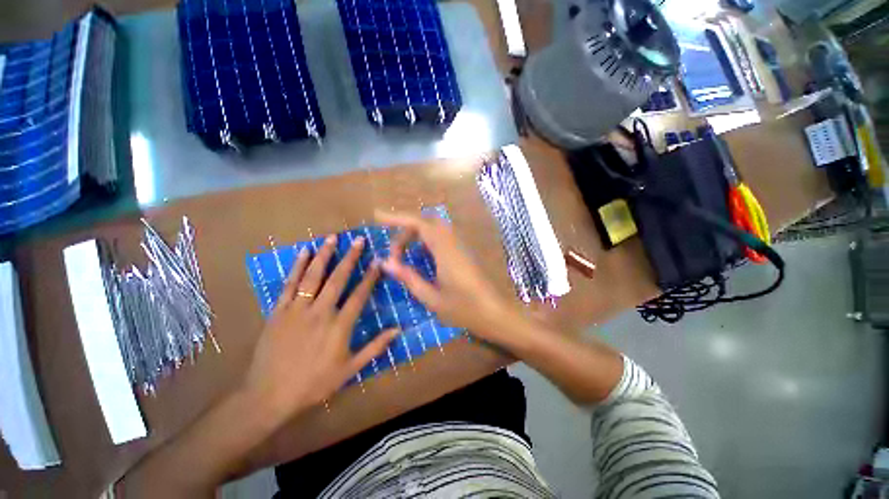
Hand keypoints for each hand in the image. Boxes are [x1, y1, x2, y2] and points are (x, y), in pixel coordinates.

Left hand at [242, 234, 398, 421]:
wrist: (269, 395)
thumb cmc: (314, 383)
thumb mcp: (349, 370)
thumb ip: (375, 348)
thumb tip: (397, 330)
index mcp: (339, 326)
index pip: (359, 295)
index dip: (370, 277)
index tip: (378, 261)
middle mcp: (320, 312)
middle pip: (338, 279)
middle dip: (350, 257)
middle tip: (358, 240)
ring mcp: (298, 309)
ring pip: (313, 276)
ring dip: (324, 255)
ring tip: (333, 238)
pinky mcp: (279, 311)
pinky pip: (289, 284)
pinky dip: (297, 266)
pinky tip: (304, 252)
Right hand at [375, 210, 517, 343]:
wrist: (495, 313)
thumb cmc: (464, 309)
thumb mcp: (431, 297)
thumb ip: (409, 278)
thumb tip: (385, 263)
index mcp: (445, 250)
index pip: (419, 223)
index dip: (397, 217)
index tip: (377, 217)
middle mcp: (453, 242)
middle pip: (425, 222)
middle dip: (405, 230)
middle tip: (393, 253)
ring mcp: (460, 245)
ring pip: (434, 229)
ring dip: (416, 235)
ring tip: (402, 254)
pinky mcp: (463, 251)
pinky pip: (441, 237)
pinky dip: (426, 241)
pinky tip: (420, 258)